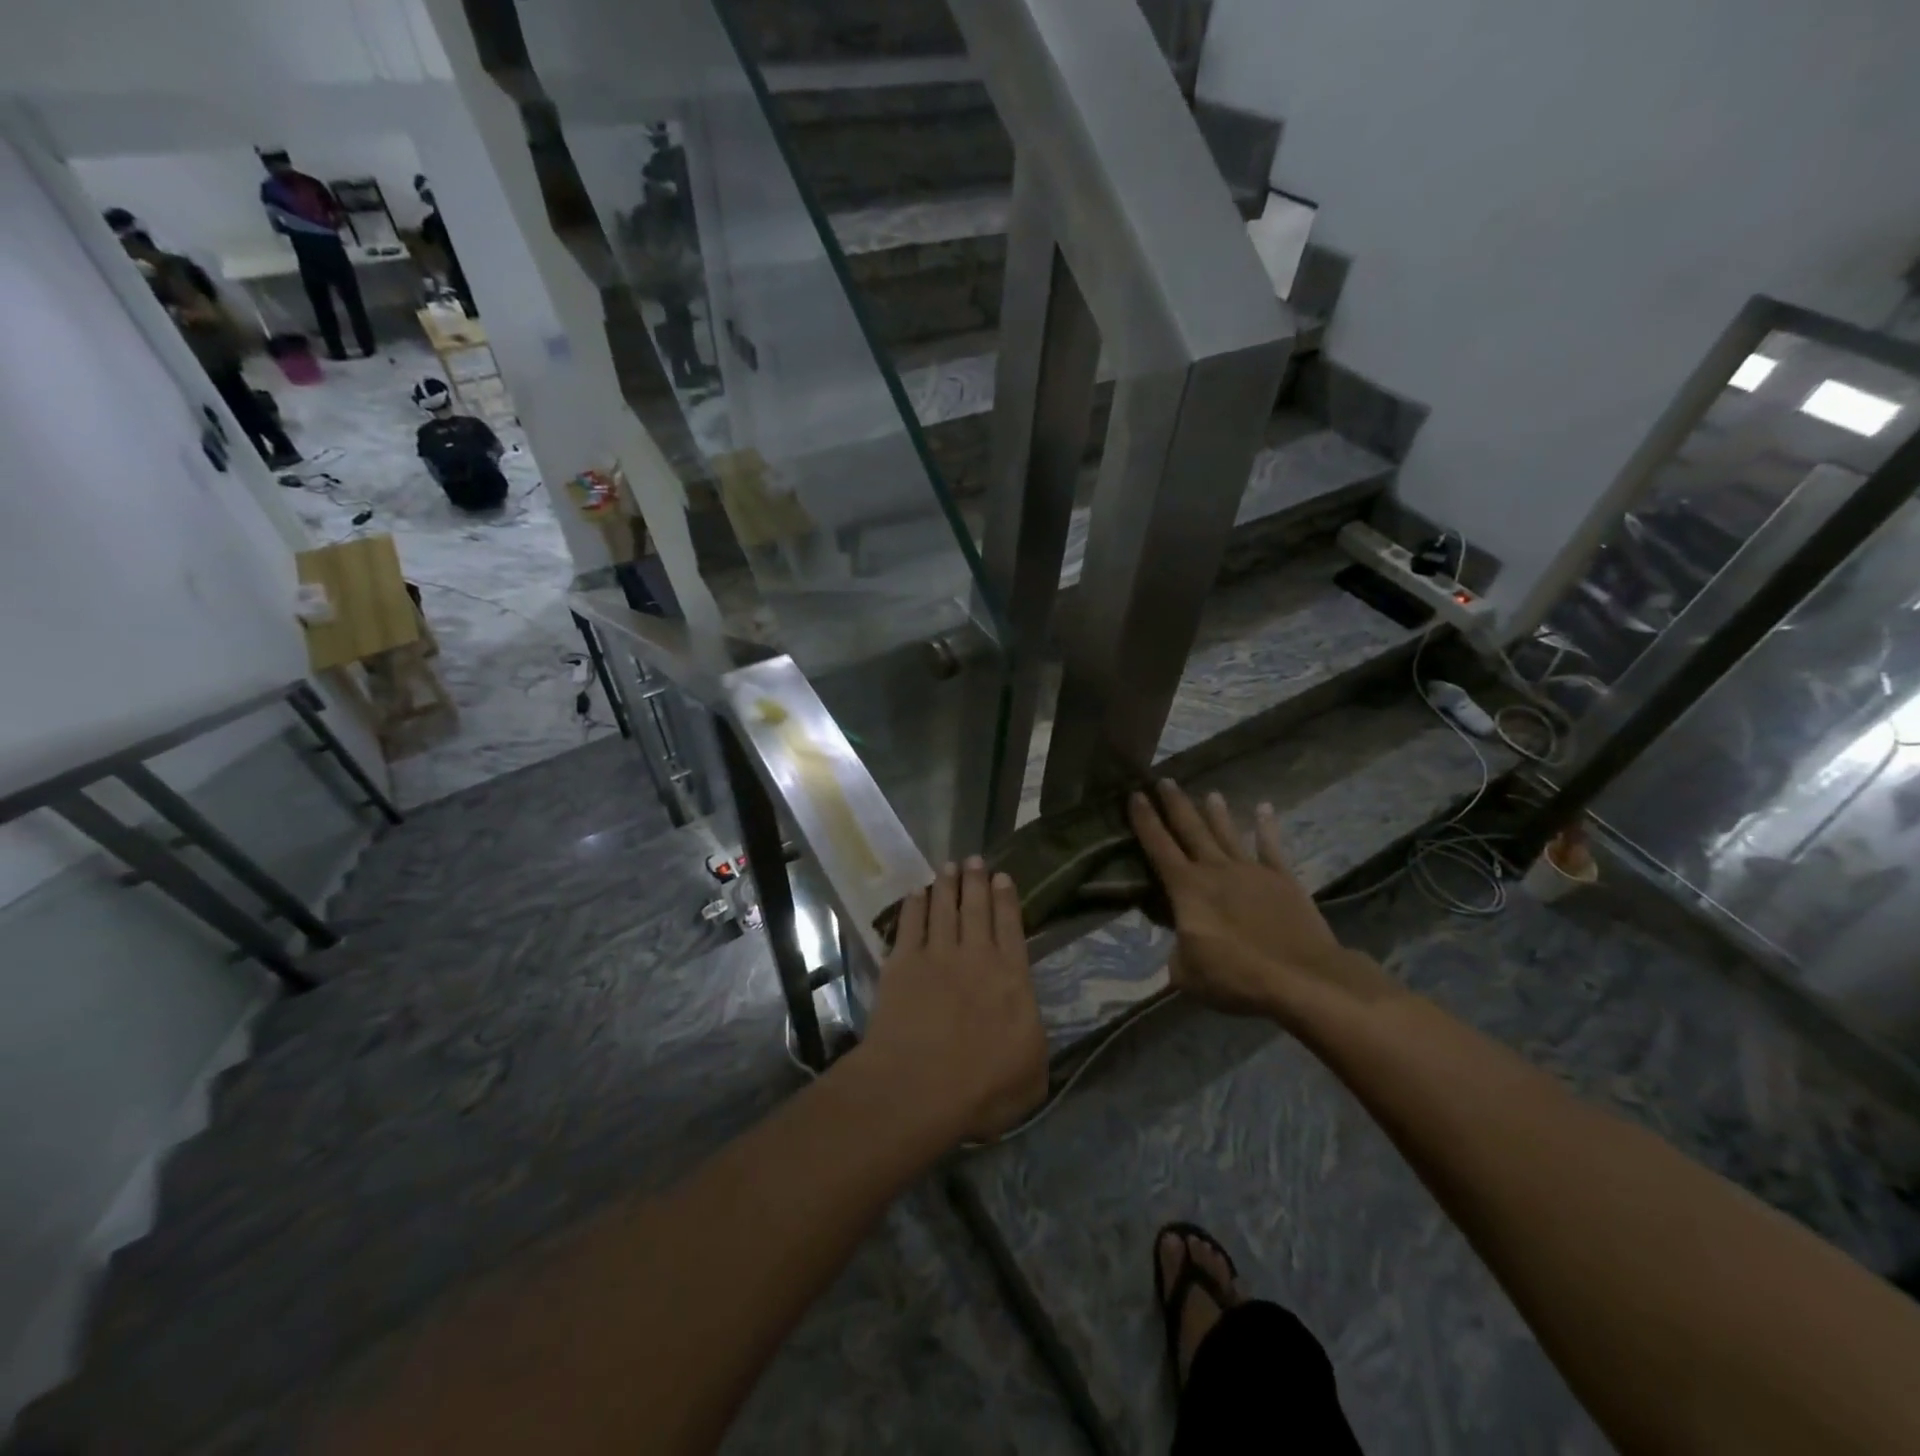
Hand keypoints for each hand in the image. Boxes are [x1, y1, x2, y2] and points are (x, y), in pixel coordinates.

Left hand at [860, 858, 1047, 1142]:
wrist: (918, 1087)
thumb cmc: (982, 1089)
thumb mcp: (1033, 1076)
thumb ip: (1035, 1042)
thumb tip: (1031, 1025)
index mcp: (1011, 978)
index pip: (1011, 927)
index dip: (1007, 899)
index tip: (1002, 876)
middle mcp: (976, 956)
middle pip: (976, 908)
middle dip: (976, 881)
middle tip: (973, 859)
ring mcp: (936, 955)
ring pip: (943, 908)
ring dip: (946, 885)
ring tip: (948, 866)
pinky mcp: (902, 964)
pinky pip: (909, 924)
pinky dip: (913, 906)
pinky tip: (915, 893)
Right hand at [1129, 781, 1402, 1027]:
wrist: (1302, 978)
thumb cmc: (1237, 977)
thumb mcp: (1187, 974)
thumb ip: (1177, 954)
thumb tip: (1180, 946)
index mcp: (1187, 889)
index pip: (1158, 847)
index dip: (1145, 821)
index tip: (1135, 795)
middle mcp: (1216, 870)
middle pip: (1191, 830)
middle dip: (1175, 804)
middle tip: (1165, 780)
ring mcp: (1251, 872)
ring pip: (1228, 833)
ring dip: (1217, 813)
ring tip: (1209, 793)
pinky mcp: (1282, 880)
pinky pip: (1271, 847)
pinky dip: (1267, 827)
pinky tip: (1264, 809)